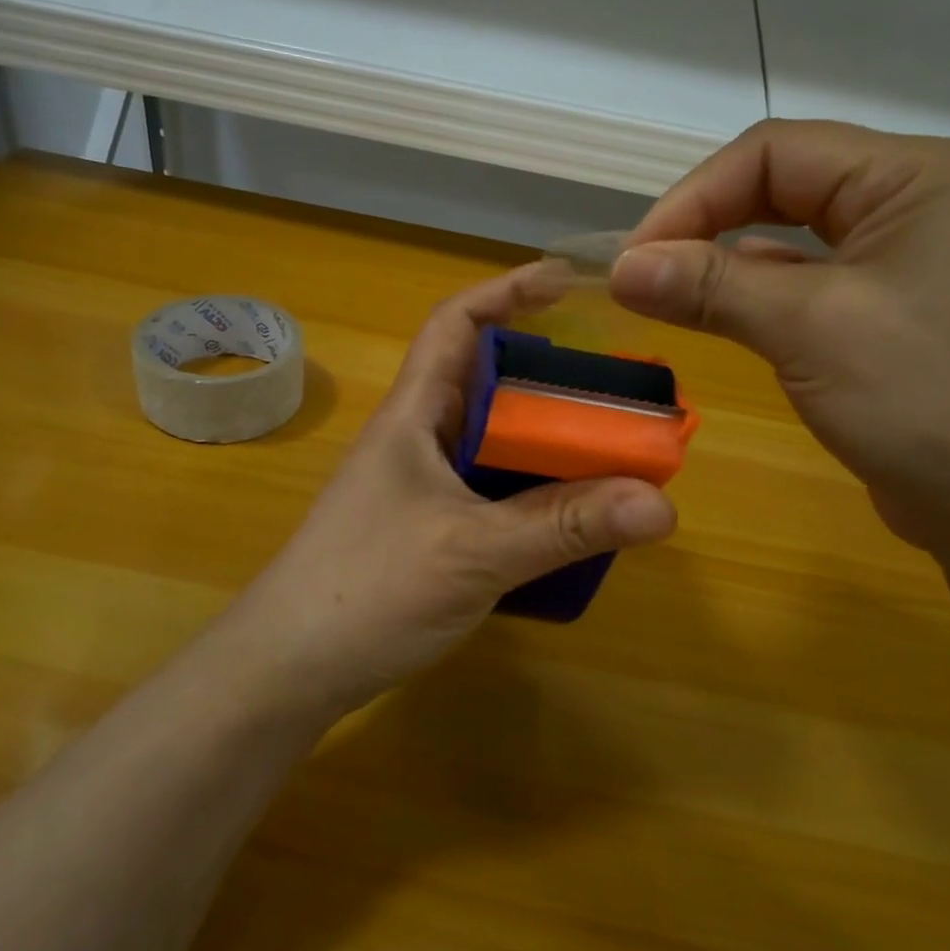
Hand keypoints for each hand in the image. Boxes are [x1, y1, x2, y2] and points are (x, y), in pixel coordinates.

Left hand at [224, 267, 677, 720]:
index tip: (566, 281)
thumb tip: (661, 503)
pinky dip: (532, 490)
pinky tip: (569, 515)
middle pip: (487, 381)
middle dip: (550, 374)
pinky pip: (491, 489)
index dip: (507, 290)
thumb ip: (565, 526)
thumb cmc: (367, 590)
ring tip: (609, 446)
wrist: (288, 669)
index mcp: (415, 413)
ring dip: (545, 438)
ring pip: (494, 440)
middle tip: (617, 386)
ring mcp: (421, 486)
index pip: (456, 323)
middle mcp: (418, 437)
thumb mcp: (474, 551)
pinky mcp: (428, 528)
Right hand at [610, 120, 949, 564]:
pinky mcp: (905, 315)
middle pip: (787, 186)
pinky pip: (818, 285)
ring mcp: (918, 261)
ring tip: (674, 299)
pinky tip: (729, 319)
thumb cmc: (935, 402)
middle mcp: (921, 203)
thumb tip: (621, 266)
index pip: (775, 153)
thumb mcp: (811, 331)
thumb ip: (712, 286)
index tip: (634, 260)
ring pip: (799, 239)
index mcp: (916, 176)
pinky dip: (765, 297)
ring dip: (732, 263)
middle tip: (647, 278)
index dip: (693, 198)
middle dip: (708, 226)